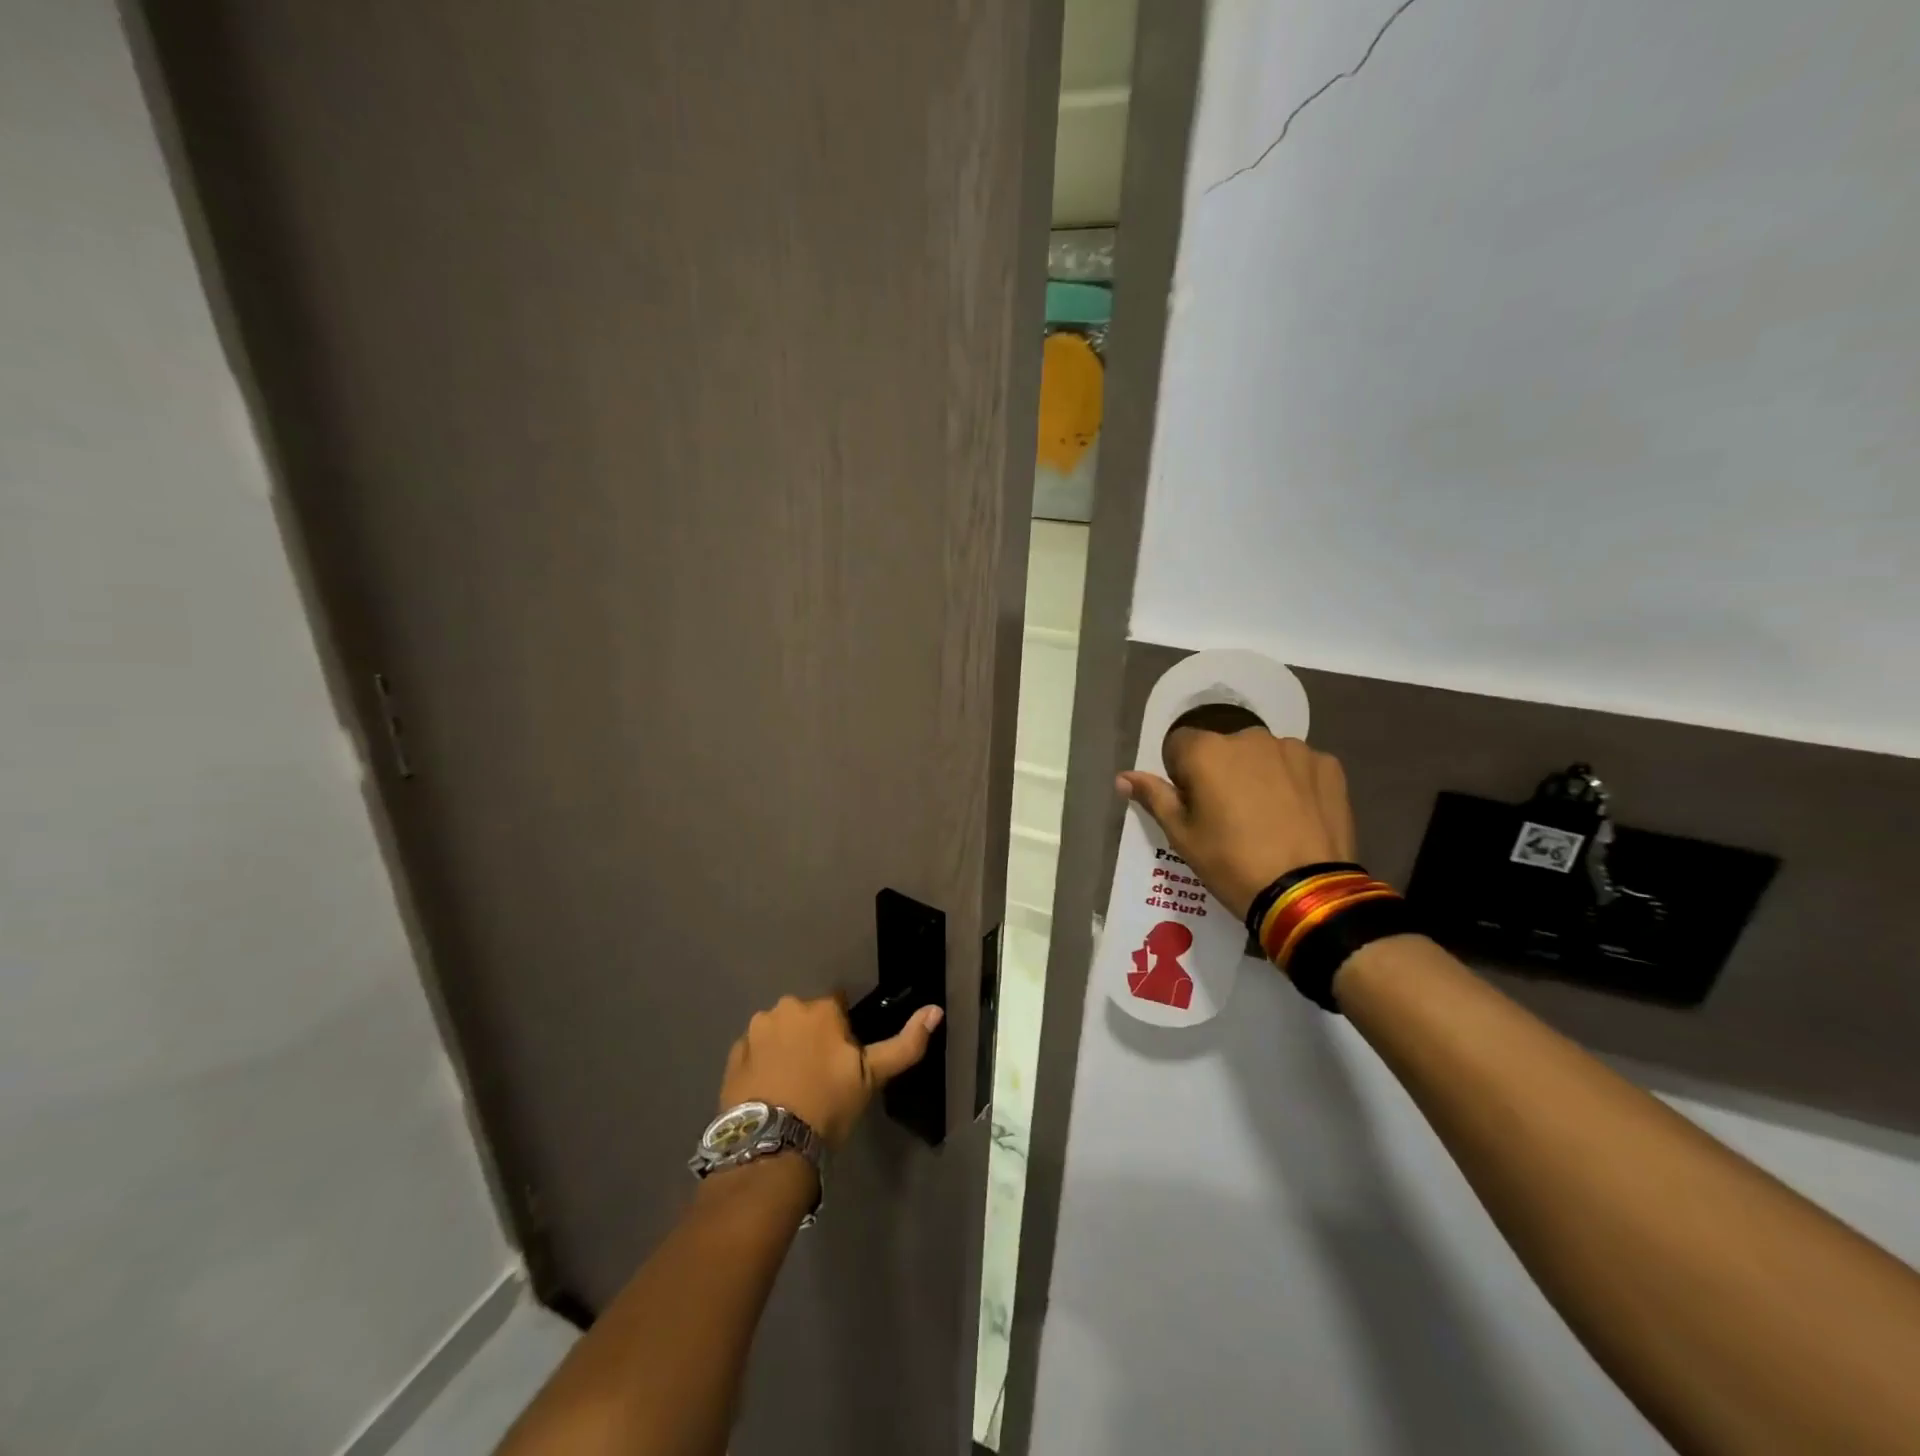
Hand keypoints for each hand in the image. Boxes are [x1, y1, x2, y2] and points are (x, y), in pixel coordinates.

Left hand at [718, 994, 942, 1145]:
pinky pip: (754, 1051)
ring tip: (792, 1086)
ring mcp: (755, 1031)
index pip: (837, 1007)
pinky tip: (770, 1091)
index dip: (842, 1033)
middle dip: (812, 1036)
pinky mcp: (733, 1055)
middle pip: (805, 1017)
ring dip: (785, 1047)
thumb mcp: (872, 1077)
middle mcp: (785, 1008)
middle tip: (818, 1076)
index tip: (842, 1061)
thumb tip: (936, 1010)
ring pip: (778, 1031)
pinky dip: (762, 1063)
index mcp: (821, 1009)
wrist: (772, 1144)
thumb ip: (905, 1043)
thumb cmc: (828, 1104)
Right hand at [1118, 728, 1356, 919]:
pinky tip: (1297, 816)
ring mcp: (1293, 749)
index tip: (1193, 804)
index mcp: (1206, 751)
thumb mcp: (1182, 836)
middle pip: (1223, 747)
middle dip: (1221, 771)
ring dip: (1259, 774)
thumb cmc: (1231, 863)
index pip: (1179, 744)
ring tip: (1268, 818)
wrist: (1306, 892)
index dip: (1181, 772)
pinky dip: (1294, 783)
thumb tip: (1123, 777)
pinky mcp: (1327, 765)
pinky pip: (1299, 766)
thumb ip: (1153, 797)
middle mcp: (1249, 738)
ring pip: (1263, 755)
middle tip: (1229, 815)